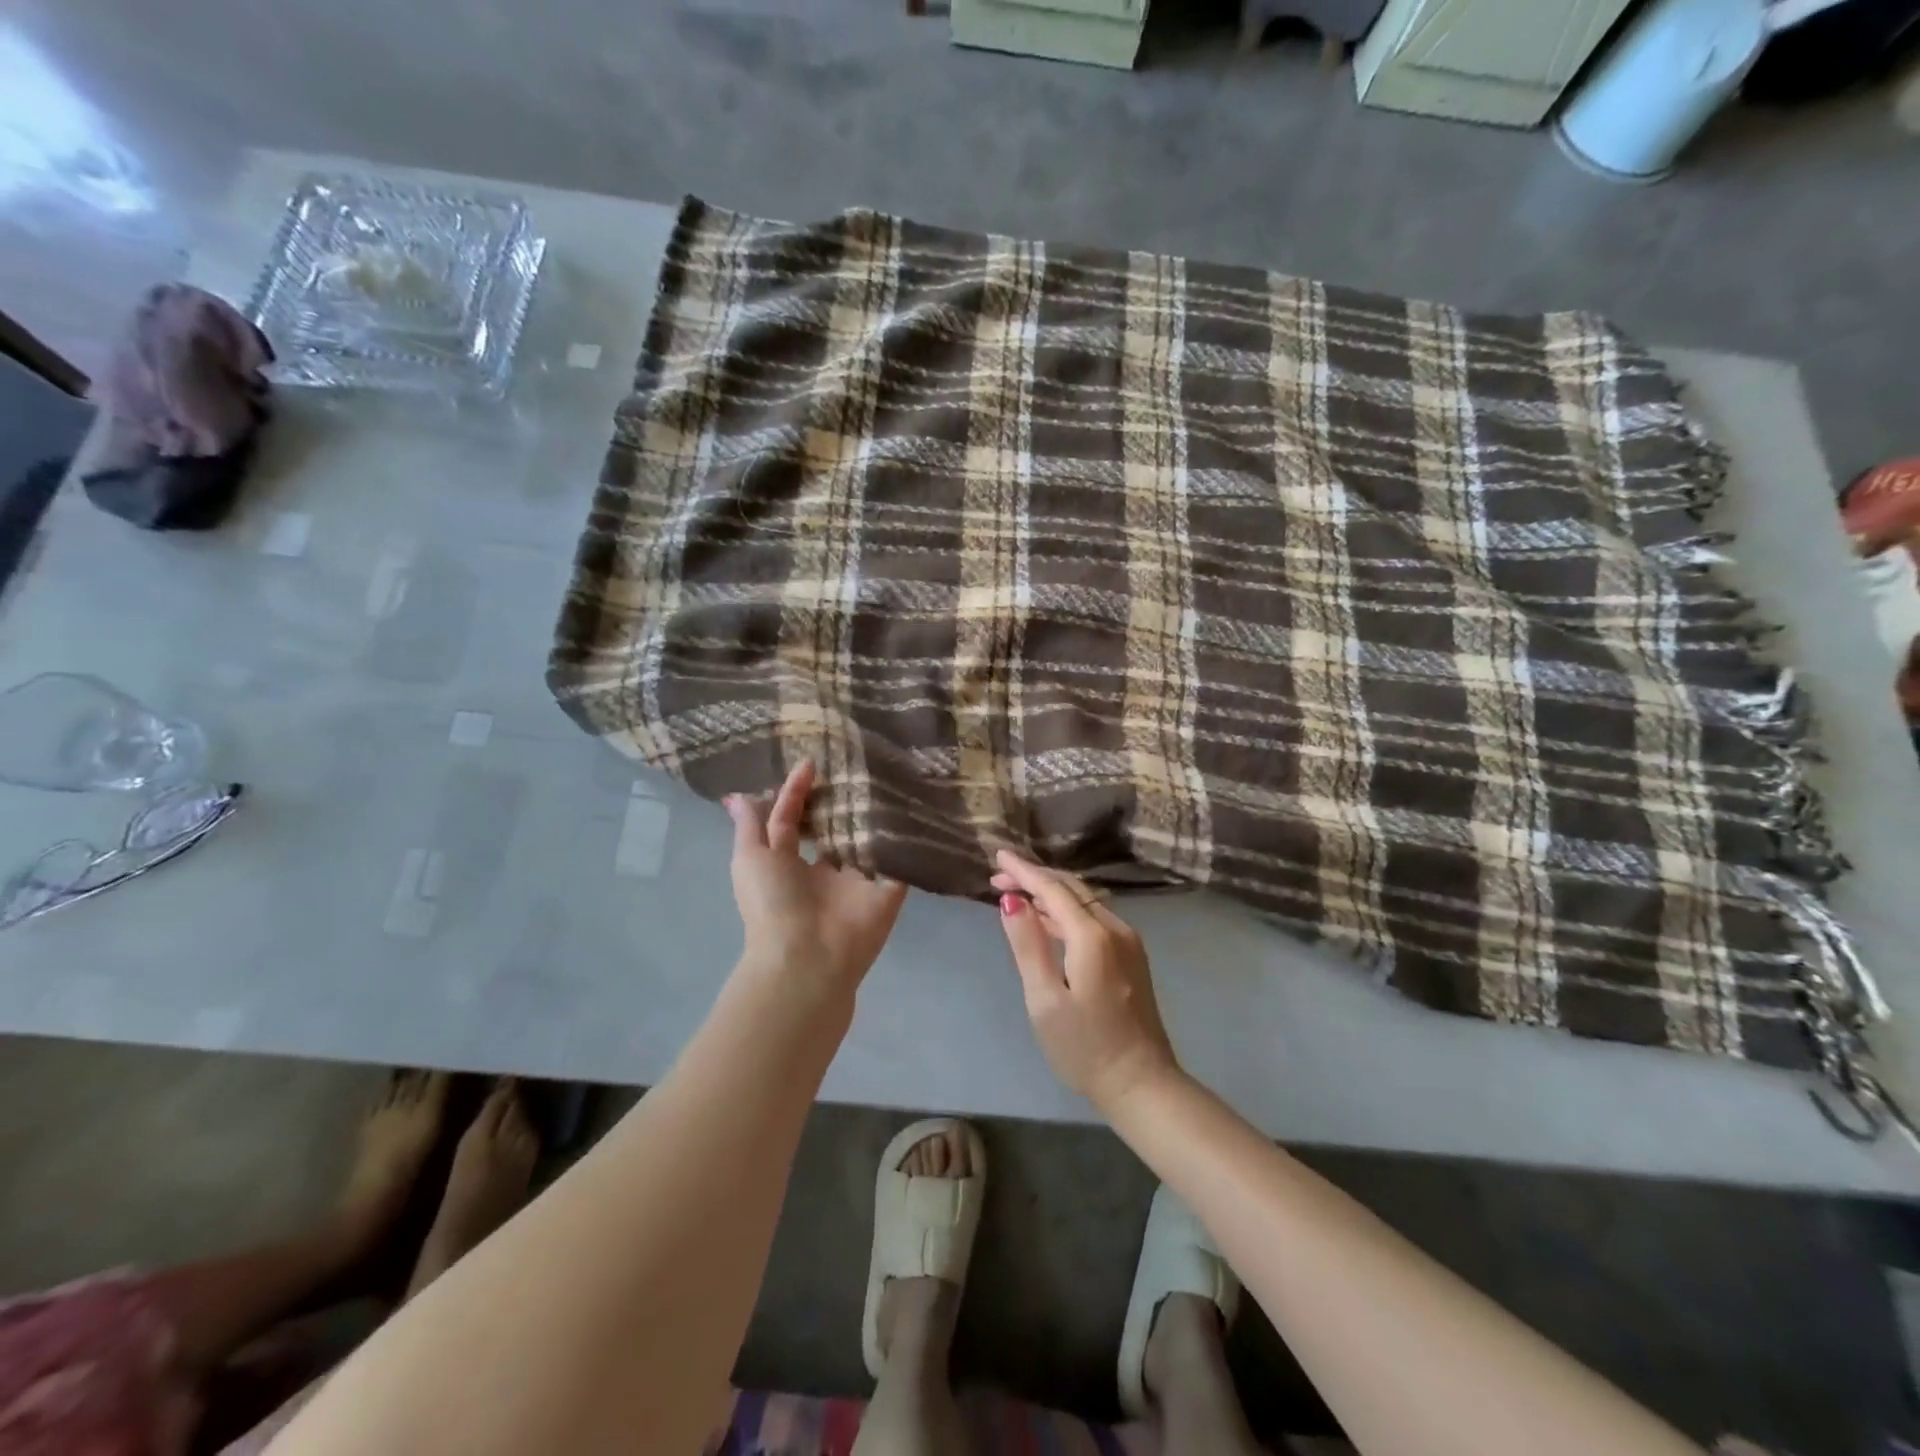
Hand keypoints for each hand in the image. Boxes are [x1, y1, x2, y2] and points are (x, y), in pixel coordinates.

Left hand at [726, 761, 907, 999]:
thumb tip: (736, 796)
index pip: (792, 820)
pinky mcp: (889, 889)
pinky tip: (912, 803)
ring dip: (875, 813)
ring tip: (886, 774)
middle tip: (855, 763)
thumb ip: (750, 826)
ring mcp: (859, 881)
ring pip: (869, 840)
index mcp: (789, 865)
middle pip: (834, 828)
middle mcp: (825, 872)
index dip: (797, 792)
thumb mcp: (749, 859)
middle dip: (841, 800)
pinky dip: (906, 837)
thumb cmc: (772, 904)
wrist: (807, 957)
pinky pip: (900, 858)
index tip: (811, 762)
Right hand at [992, 849, 1181, 1114]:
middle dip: (1035, 877)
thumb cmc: (1084, 1047)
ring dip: (1050, 893)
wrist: (1141, 1083)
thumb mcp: (1044, 999)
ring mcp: (1127, 941)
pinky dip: (1067, 910)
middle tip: (999, 877)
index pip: (1053, 888)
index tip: (997, 855)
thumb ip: (1028, 944)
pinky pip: (1094, 918)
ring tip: (1016, 894)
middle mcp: (1115, 928)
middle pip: (1072, 888)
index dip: (1024, 870)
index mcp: (1093, 936)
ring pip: (1084, 901)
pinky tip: (1047, 919)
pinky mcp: (1130, 955)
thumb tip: (1011, 900)